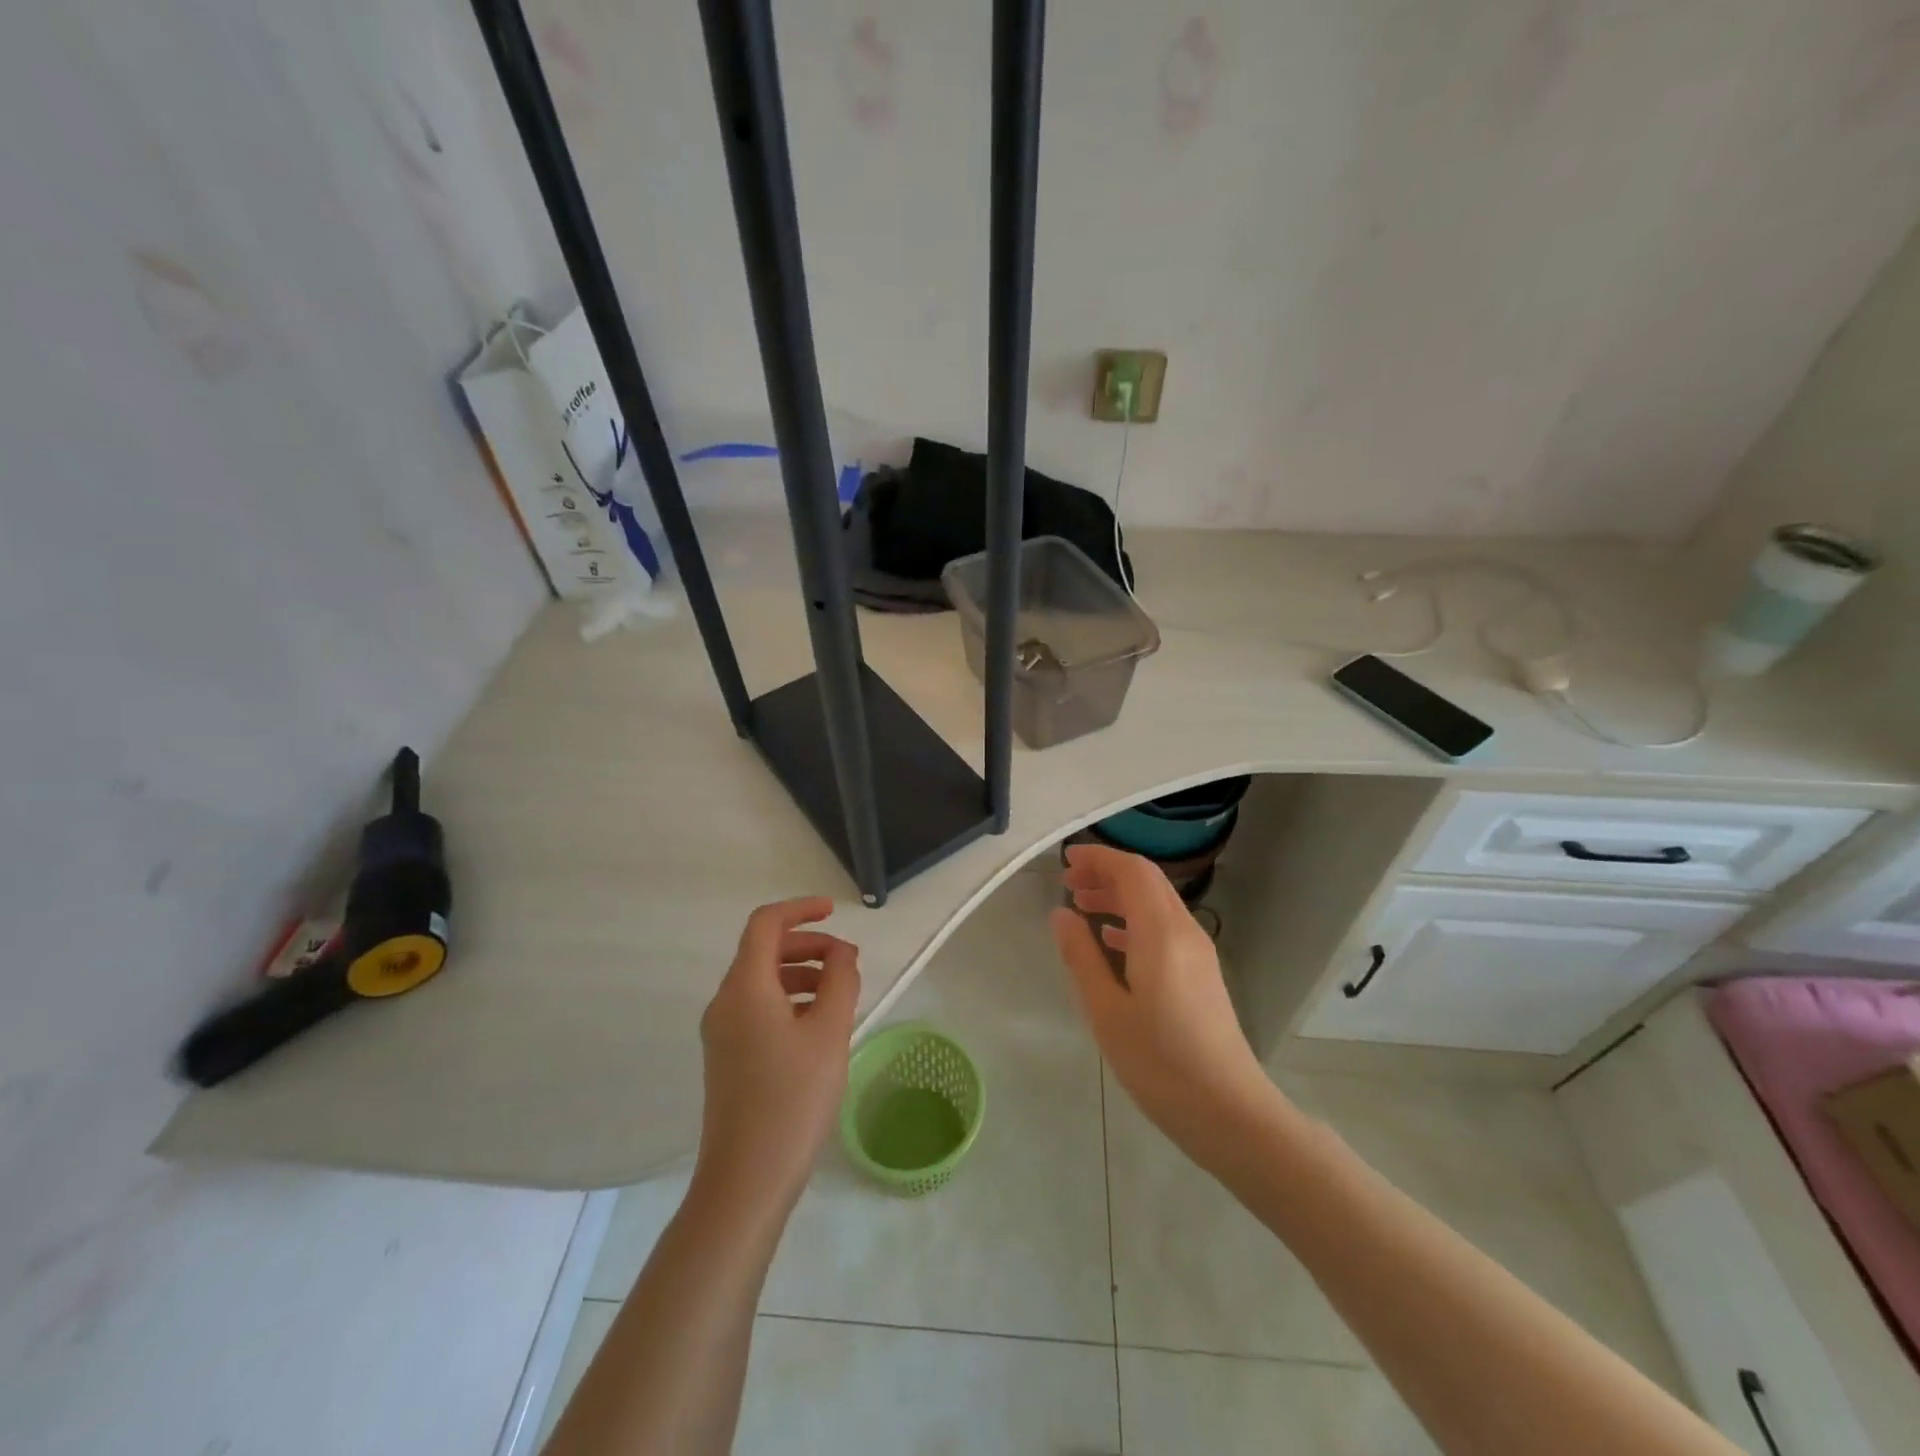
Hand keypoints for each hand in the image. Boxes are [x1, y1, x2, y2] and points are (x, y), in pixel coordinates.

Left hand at [696, 897, 860, 1210]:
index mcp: (745, 988)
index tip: (834, 912)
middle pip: (763, 951)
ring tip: (840, 995)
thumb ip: (840, 981)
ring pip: (762, 981)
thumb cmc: (792, 1099)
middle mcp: (725, 1002)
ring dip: (801, 974)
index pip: (765, 925)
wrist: (746, 1180)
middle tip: (848, 962)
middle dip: (808, 946)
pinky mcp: (727, 1058)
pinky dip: (789, 1001)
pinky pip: (758, 1009)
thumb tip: (842, 953)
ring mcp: (722, 1032)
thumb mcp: (829, 1033)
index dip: (800, 910)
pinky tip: (818, 1027)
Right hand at [1051, 844, 1272, 1161]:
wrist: (1229, 1112)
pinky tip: (1110, 942)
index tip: (1065, 861)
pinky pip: (1165, 928)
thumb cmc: (1160, 1063)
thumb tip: (1061, 914)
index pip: (1132, 871)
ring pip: (1156, 903)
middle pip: (1147, 881)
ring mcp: (1198, 952)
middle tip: (1068, 883)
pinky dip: (1134, 921)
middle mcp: (1185, 931)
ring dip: (1119, 896)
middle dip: (1106, 873)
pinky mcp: (1201, 973)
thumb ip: (1081, 957)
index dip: (1099, 858)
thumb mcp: (1107, 1011)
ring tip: (1082, 907)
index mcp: (1161, 933)